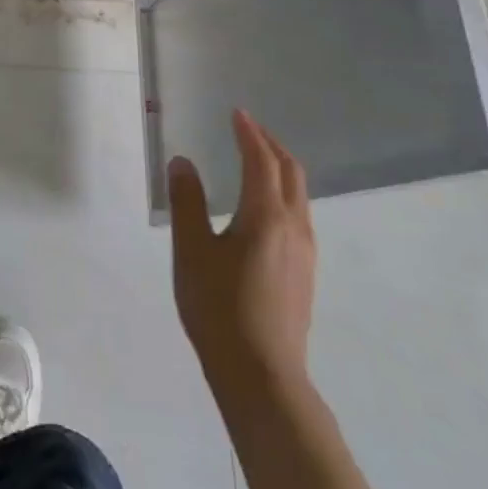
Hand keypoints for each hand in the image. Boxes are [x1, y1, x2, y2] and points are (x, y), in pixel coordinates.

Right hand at [168, 109, 315, 405]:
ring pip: (299, 196)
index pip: (261, 161)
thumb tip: (183, 162)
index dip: (249, 134)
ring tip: (256, 161)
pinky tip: (263, 208)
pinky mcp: (304, 273)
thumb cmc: (219, 307)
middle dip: (271, 145)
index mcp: (266, 216)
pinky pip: (298, 216)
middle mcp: (294, 228)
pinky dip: (282, 193)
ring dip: (279, 169)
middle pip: (290, 173)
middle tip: (248, 129)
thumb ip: (187, 202)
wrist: (262, 374)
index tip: (237, 113)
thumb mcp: (192, 250)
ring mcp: (304, 253)